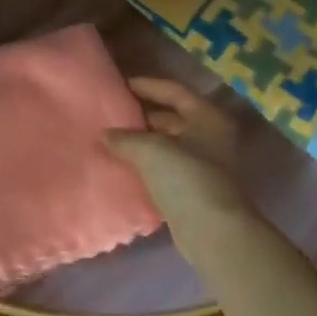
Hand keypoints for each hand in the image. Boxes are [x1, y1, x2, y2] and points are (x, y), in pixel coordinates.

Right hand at [106, 78, 249, 226]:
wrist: (211, 230)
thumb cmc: (186, 178)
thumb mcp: (151, 150)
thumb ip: (125, 138)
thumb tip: (104, 135)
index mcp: (207, 117)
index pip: (174, 92)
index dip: (147, 86)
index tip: (120, 85)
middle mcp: (209, 136)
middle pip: (171, 118)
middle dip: (141, 116)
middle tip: (110, 114)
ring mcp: (203, 164)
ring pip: (167, 144)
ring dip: (141, 142)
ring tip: (110, 139)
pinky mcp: (193, 188)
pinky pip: (165, 168)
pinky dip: (146, 164)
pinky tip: (122, 166)